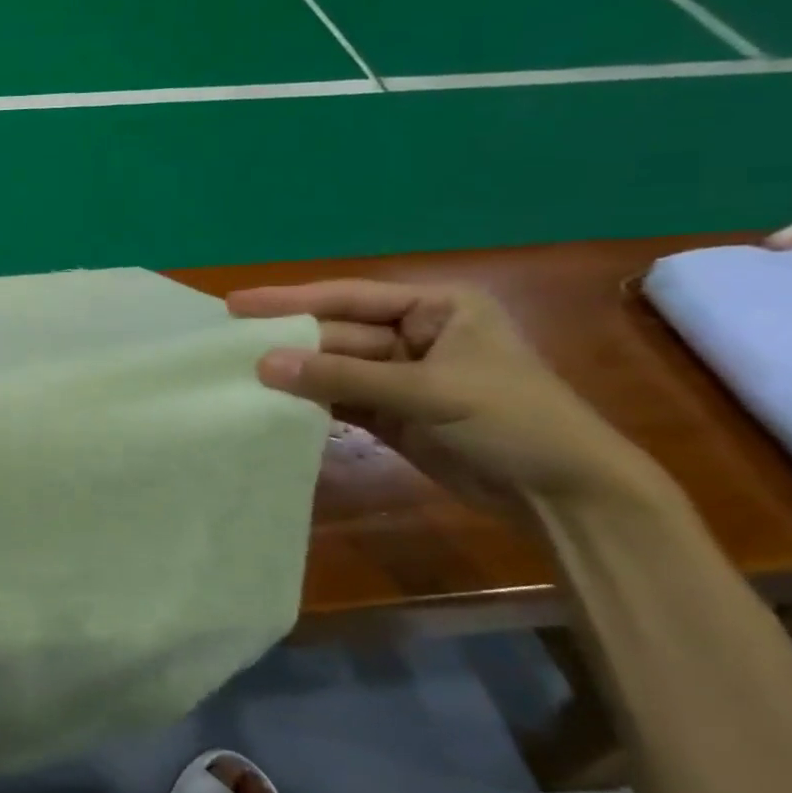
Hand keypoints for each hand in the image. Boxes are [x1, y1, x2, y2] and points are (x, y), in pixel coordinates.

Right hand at [228, 280, 656, 514]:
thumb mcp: (429, 392)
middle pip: (336, 333)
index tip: (236, 304)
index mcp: (437, 308)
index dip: (291, 300)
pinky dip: (307, 402)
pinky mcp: (390, 413)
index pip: (350, 297)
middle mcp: (414, 335)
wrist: (565, 495)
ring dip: (292, 373)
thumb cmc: (513, 421)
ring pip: (332, 367)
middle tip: (226, 345)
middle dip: (287, 341)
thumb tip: (262, 365)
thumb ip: (343, 377)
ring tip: (235, 373)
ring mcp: (400, 376)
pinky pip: (337, 398)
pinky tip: (269, 401)